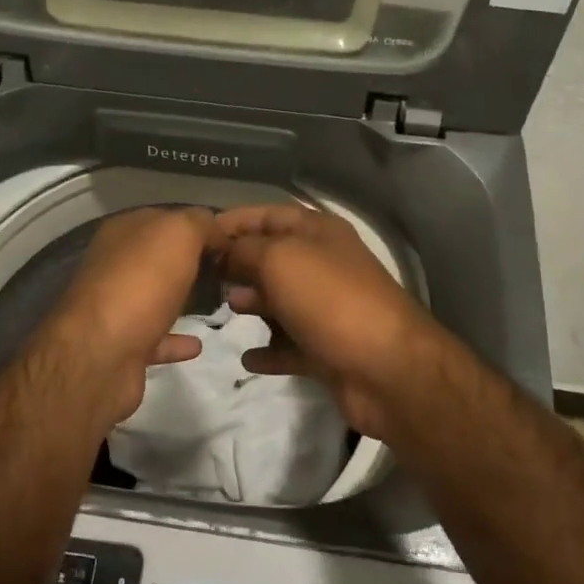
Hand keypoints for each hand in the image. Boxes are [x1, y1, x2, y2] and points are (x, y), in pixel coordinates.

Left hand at [29, 206, 212, 426]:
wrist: (99, 356)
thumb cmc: (141, 284)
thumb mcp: (178, 234)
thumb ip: (200, 223)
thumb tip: (217, 232)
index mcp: (124, 232)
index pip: (167, 218)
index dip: (200, 226)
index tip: (234, 240)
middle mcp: (115, 265)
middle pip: (161, 257)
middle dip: (193, 261)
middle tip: (233, 272)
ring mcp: (116, 307)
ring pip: (157, 296)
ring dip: (183, 298)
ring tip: (220, 302)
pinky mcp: (122, 347)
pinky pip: (156, 338)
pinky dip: (176, 340)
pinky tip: (198, 343)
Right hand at [208, 204, 444, 440]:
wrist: (387, 369)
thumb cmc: (330, 300)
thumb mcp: (280, 259)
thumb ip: (244, 250)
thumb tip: (222, 252)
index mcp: (318, 233)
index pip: (268, 215)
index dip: (234, 221)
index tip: (196, 236)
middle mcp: (323, 265)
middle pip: (272, 258)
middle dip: (237, 264)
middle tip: (199, 276)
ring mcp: (326, 309)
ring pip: (279, 301)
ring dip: (251, 304)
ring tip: (221, 311)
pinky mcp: (326, 349)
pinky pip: (288, 345)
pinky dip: (268, 350)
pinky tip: (246, 357)